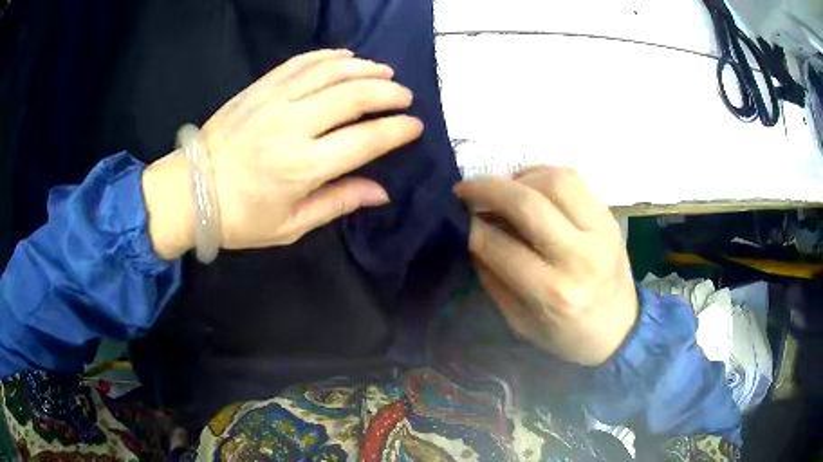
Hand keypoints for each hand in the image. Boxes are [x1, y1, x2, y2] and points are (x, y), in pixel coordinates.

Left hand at [143, 49, 422, 258]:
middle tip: (404, 95)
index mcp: (302, 167)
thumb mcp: (291, 225)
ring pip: (330, 72)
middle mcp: (292, 126)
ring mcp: (273, 101)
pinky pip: (299, 63)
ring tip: (385, 71)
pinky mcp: (258, 89)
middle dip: (388, 92)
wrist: (188, 191)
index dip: (396, 130)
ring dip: (364, 68)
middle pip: (353, 96)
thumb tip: (381, 191)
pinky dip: (328, 56)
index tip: (415, 125)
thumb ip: (338, 202)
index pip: (365, 140)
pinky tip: (346, 56)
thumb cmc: (239, 218)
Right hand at [454, 166, 637, 365]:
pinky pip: (574, 179)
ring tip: (505, 190)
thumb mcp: (520, 321)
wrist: (619, 329)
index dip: (472, 227)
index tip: (459, 219)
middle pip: (528, 203)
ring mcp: (600, 232)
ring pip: (554, 180)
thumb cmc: (566, 334)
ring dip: (519, 179)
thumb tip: (472, 233)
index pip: (499, 246)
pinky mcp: (609, 217)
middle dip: (488, 190)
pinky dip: (544, 175)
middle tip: (466, 189)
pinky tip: (532, 187)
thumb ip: (493, 277)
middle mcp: (579, 257)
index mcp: (553, 293)